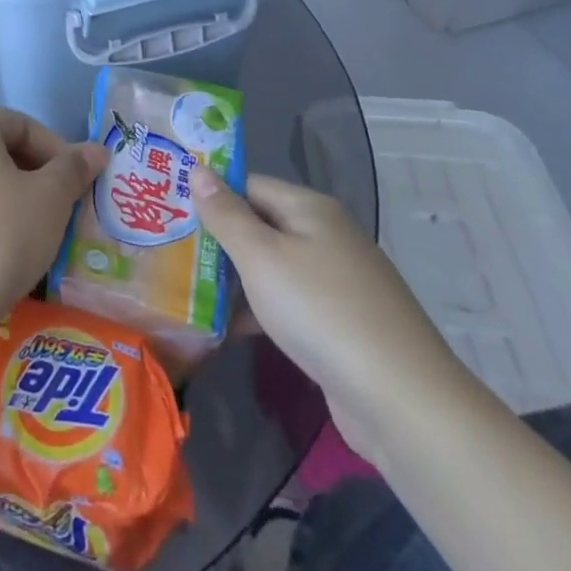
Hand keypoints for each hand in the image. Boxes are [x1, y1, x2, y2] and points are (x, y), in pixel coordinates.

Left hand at [0, 108, 105, 354]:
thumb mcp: (50, 200)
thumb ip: (74, 169)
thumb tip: (97, 150)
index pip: (23, 124)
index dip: (57, 150)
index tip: (78, 185)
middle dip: (37, 174)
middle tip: (63, 208)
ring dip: (15, 197)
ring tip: (38, 231)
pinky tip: (4, 249)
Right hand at [194, 170, 471, 463]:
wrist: (402, 402)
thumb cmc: (320, 311)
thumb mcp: (261, 257)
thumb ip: (225, 213)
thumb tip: (198, 168)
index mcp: (310, 209)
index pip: (248, 184)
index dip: (210, 195)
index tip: (169, 211)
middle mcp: (326, 236)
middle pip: (260, 225)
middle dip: (218, 240)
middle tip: (169, 251)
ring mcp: (338, 282)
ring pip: (272, 267)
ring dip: (234, 279)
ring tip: (185, 289)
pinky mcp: (341, 324)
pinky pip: (288, 303)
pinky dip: (259, 311)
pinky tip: (226, 329)